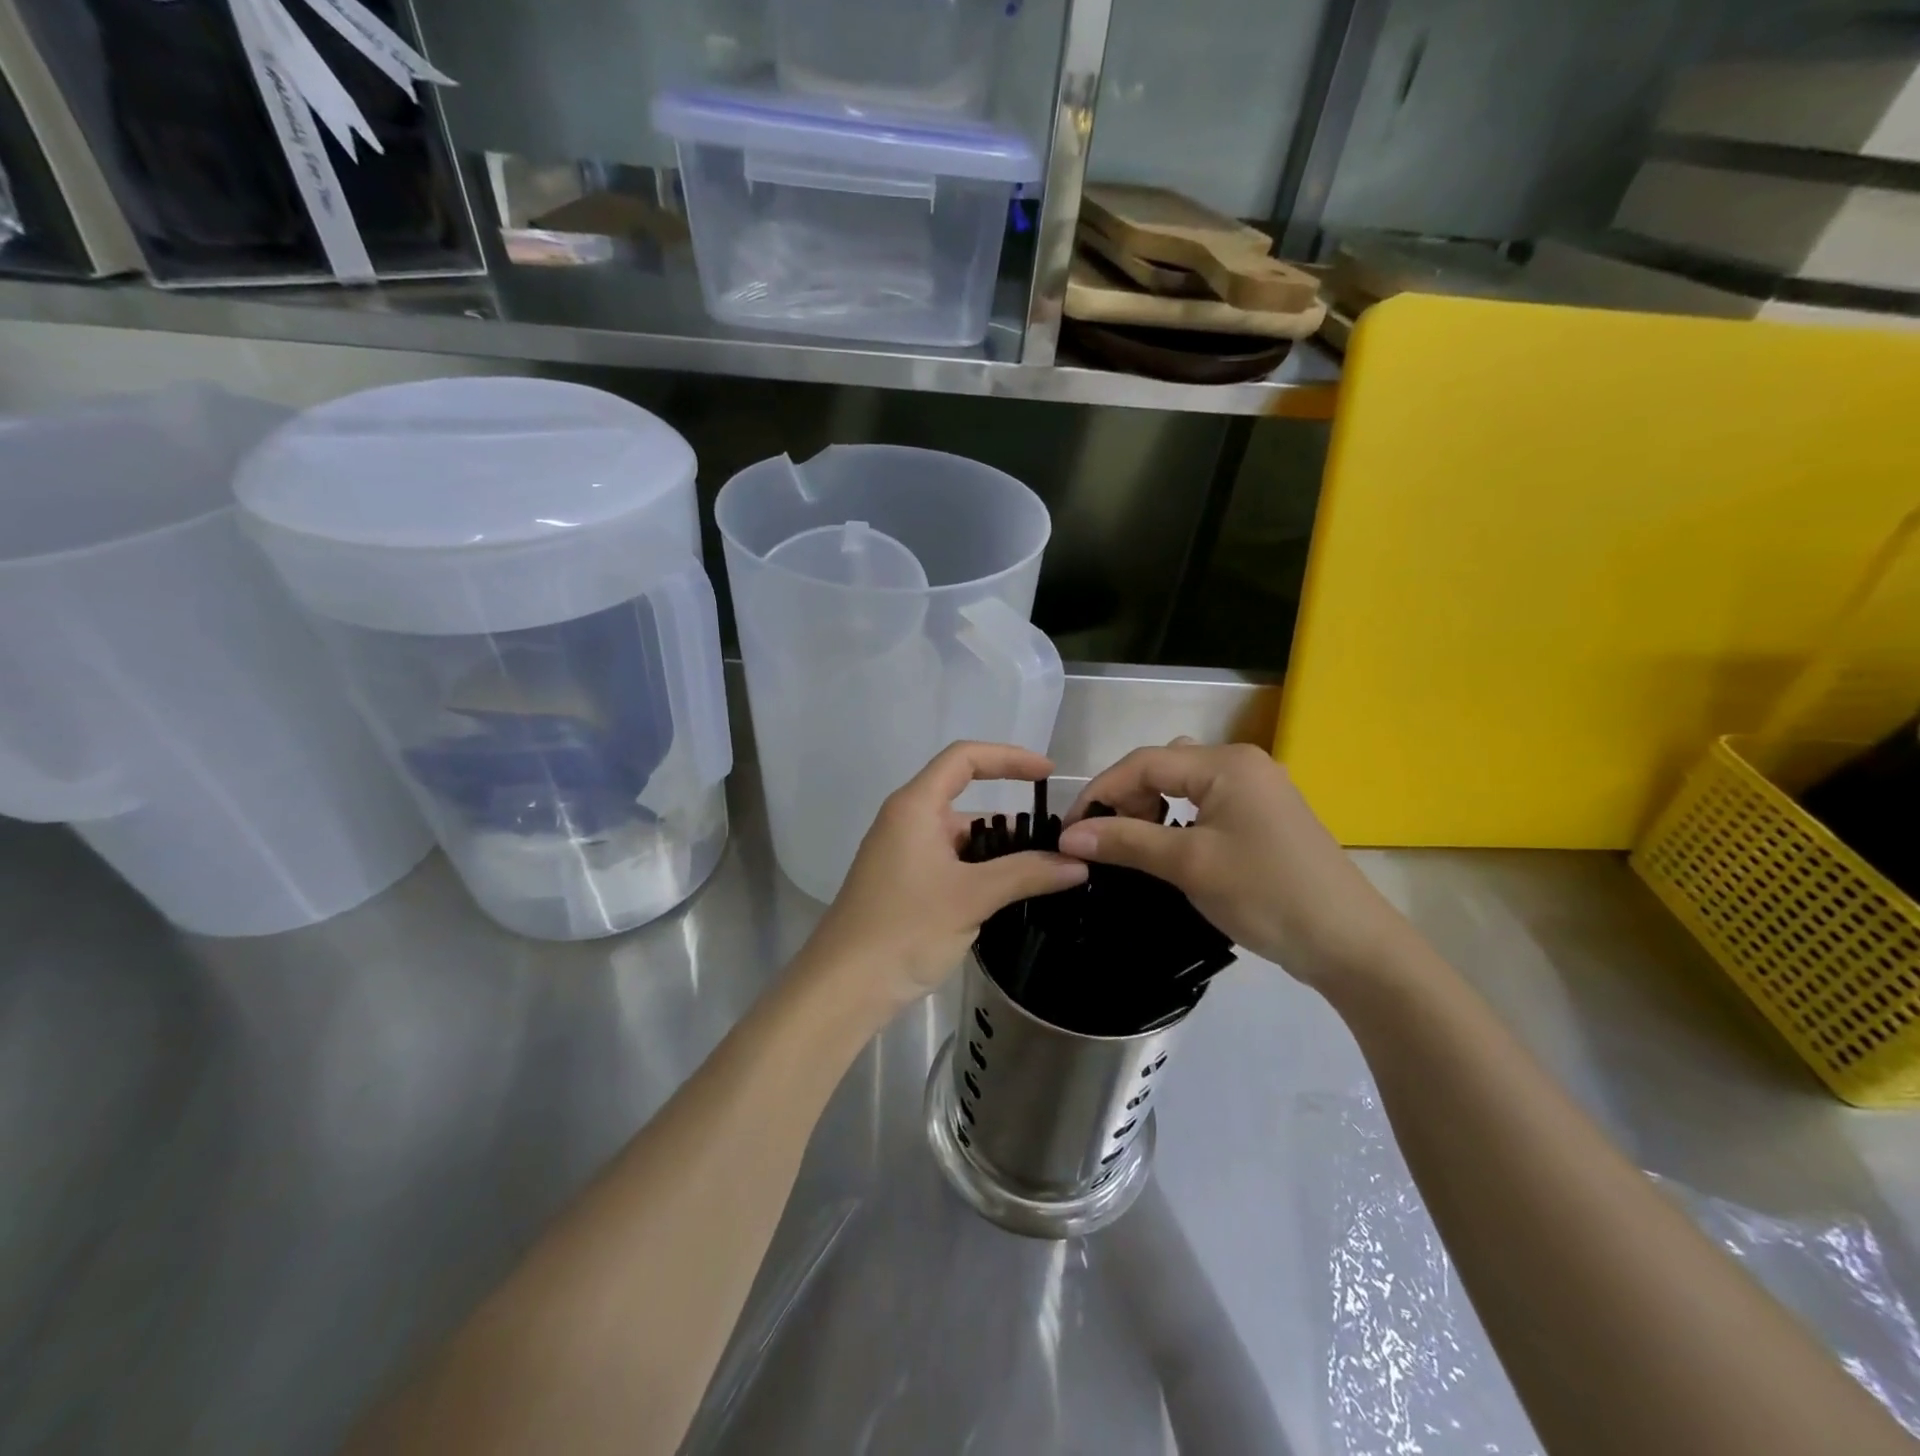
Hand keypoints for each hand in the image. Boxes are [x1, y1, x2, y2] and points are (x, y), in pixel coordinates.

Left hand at [800, 742, 1088, 1022]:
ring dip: (998, 850)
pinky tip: (1011, 895)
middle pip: (965, 798)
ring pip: (960, 838)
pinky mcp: (904, 885)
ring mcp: (903, 854)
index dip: (1009, 758)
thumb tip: (1078, 864)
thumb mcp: (972, 897)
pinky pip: (950, 863)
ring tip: (1045, 870)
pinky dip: (980, 871)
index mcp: (915, 807)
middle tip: (1056, 839)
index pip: (965, 758)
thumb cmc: (905, 928)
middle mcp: (906, 821)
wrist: (845, 987)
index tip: (1048, 774)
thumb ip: (1027, 874)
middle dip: (1010, 817)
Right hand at [1058, 741, 1410, 988]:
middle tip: (1104, 841)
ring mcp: (1257, 789)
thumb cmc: (1265, 894)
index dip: (1100, 791)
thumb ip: (1125, 841)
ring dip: (1150, 808)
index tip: (1070, 830)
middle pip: (1163, 767)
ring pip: (1184, 785)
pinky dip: (1177, 819)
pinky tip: (1169, 847)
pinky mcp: (1264, 817)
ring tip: (1133, 845)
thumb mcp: (1189, 865)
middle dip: (1126, 798)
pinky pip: (1206, 804)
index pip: (1144, 763)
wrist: (1349, 943)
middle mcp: (1242, 763)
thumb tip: (1068, 836)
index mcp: (1225, 763)